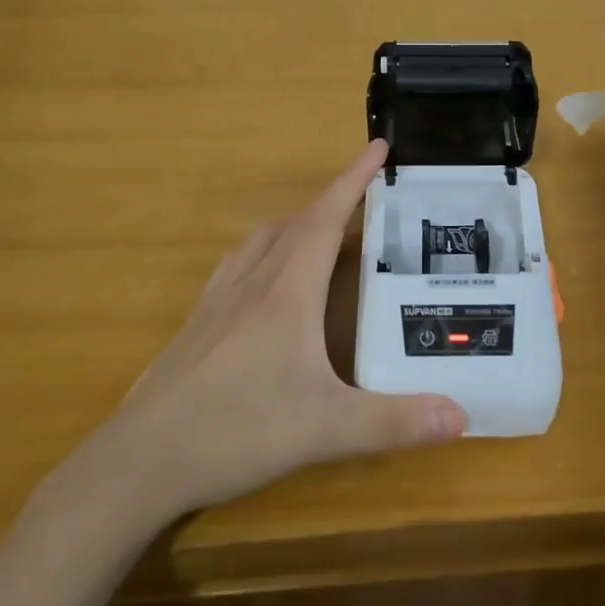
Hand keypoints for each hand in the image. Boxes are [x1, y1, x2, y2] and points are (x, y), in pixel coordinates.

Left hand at [47, 140, 466, 522]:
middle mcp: (254, 279)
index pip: (327, 216)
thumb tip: (461, 416)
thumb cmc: (238, 429)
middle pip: (298, 221)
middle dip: (334, 201)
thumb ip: (394, 422)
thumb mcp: (325, 429)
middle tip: (367, 201)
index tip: (379, 146)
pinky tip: (267, 278)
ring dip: (299, 222)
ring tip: (324, 232)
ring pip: (265, 238)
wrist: (142, 459)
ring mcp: (220, 297)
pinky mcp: (200, 319)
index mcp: (288, 289)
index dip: (354, 177)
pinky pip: (240, 262)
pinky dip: (265, 249)